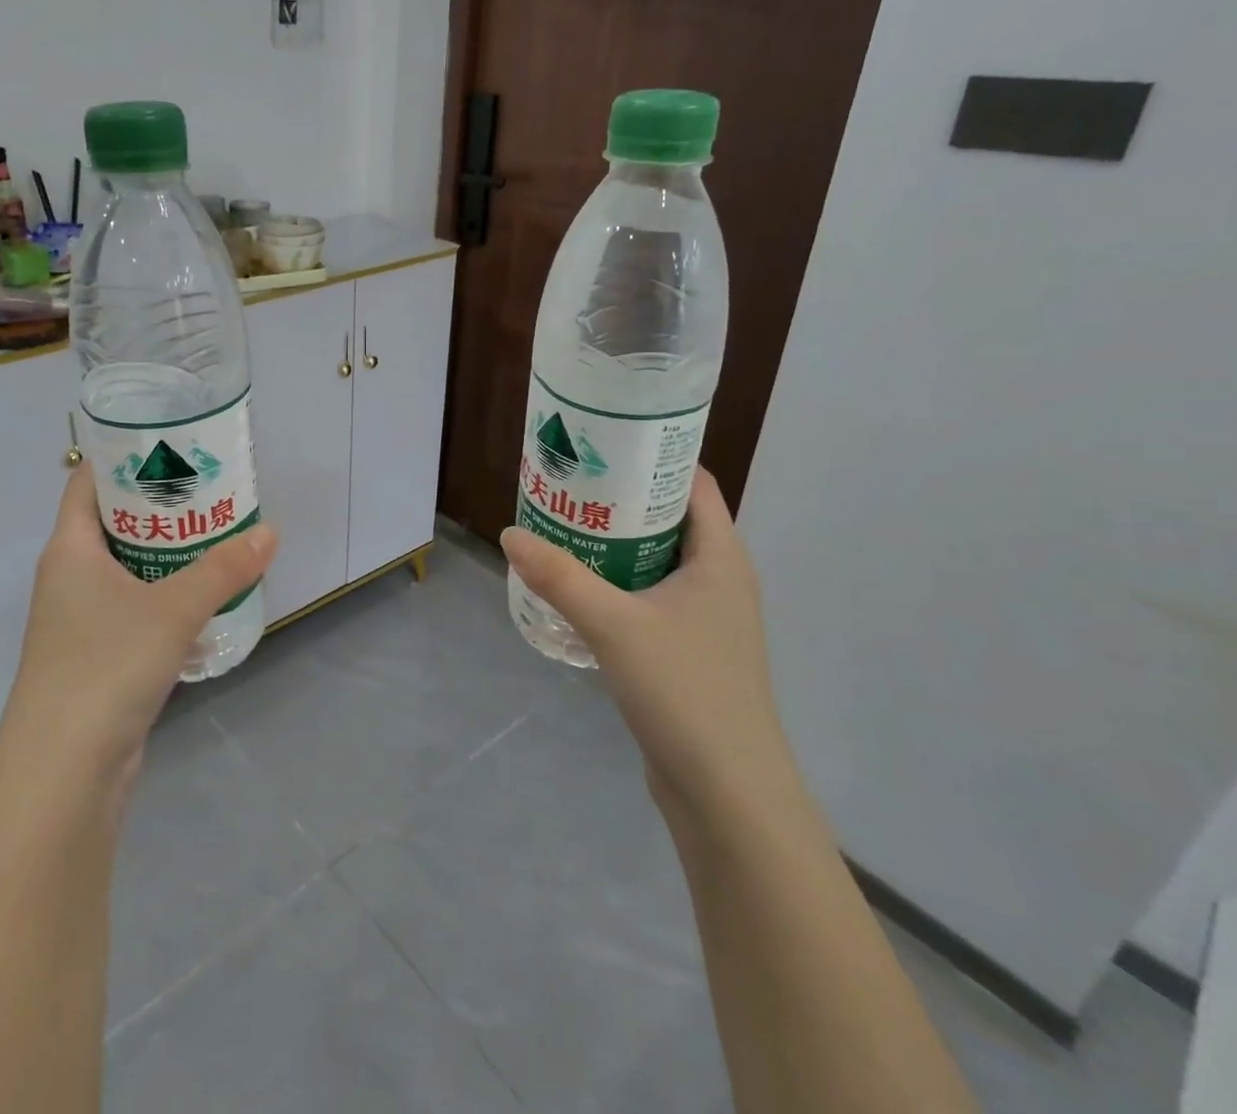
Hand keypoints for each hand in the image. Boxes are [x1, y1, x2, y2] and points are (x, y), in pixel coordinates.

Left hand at [0, 466, 277, 786]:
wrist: (63, 774)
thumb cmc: (106, 667)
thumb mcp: (174, 609)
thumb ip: (224, 569)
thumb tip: (269, 533)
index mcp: (70, 549)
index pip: (88, 482)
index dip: (124, 457)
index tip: (172, 445)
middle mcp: (69, 578)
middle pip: (114, 524)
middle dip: (161, 508)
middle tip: (211, 490)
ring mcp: (81, 622)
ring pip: (128, 571)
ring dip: (168, 557)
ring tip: (218, 539)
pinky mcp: (98, 659)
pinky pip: (136, 613)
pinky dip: (168, 603)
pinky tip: (207, 607)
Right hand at [500, 469, 801, 831]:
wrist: (727, 793)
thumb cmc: (685, 691)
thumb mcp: (613, 625)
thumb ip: (559, 578)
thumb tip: (510, 534)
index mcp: (721, 558)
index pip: (694, 484)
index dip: (653, 456)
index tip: (602, 443)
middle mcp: (720, 580)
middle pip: (670, 518)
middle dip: (621, 499)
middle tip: (568, 484)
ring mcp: (706, 619)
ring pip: (657, 560)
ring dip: (615, 543)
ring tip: (562, 527)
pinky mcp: (688, 650)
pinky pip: (650, 597)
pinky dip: (617, 582)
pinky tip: (577, 589)